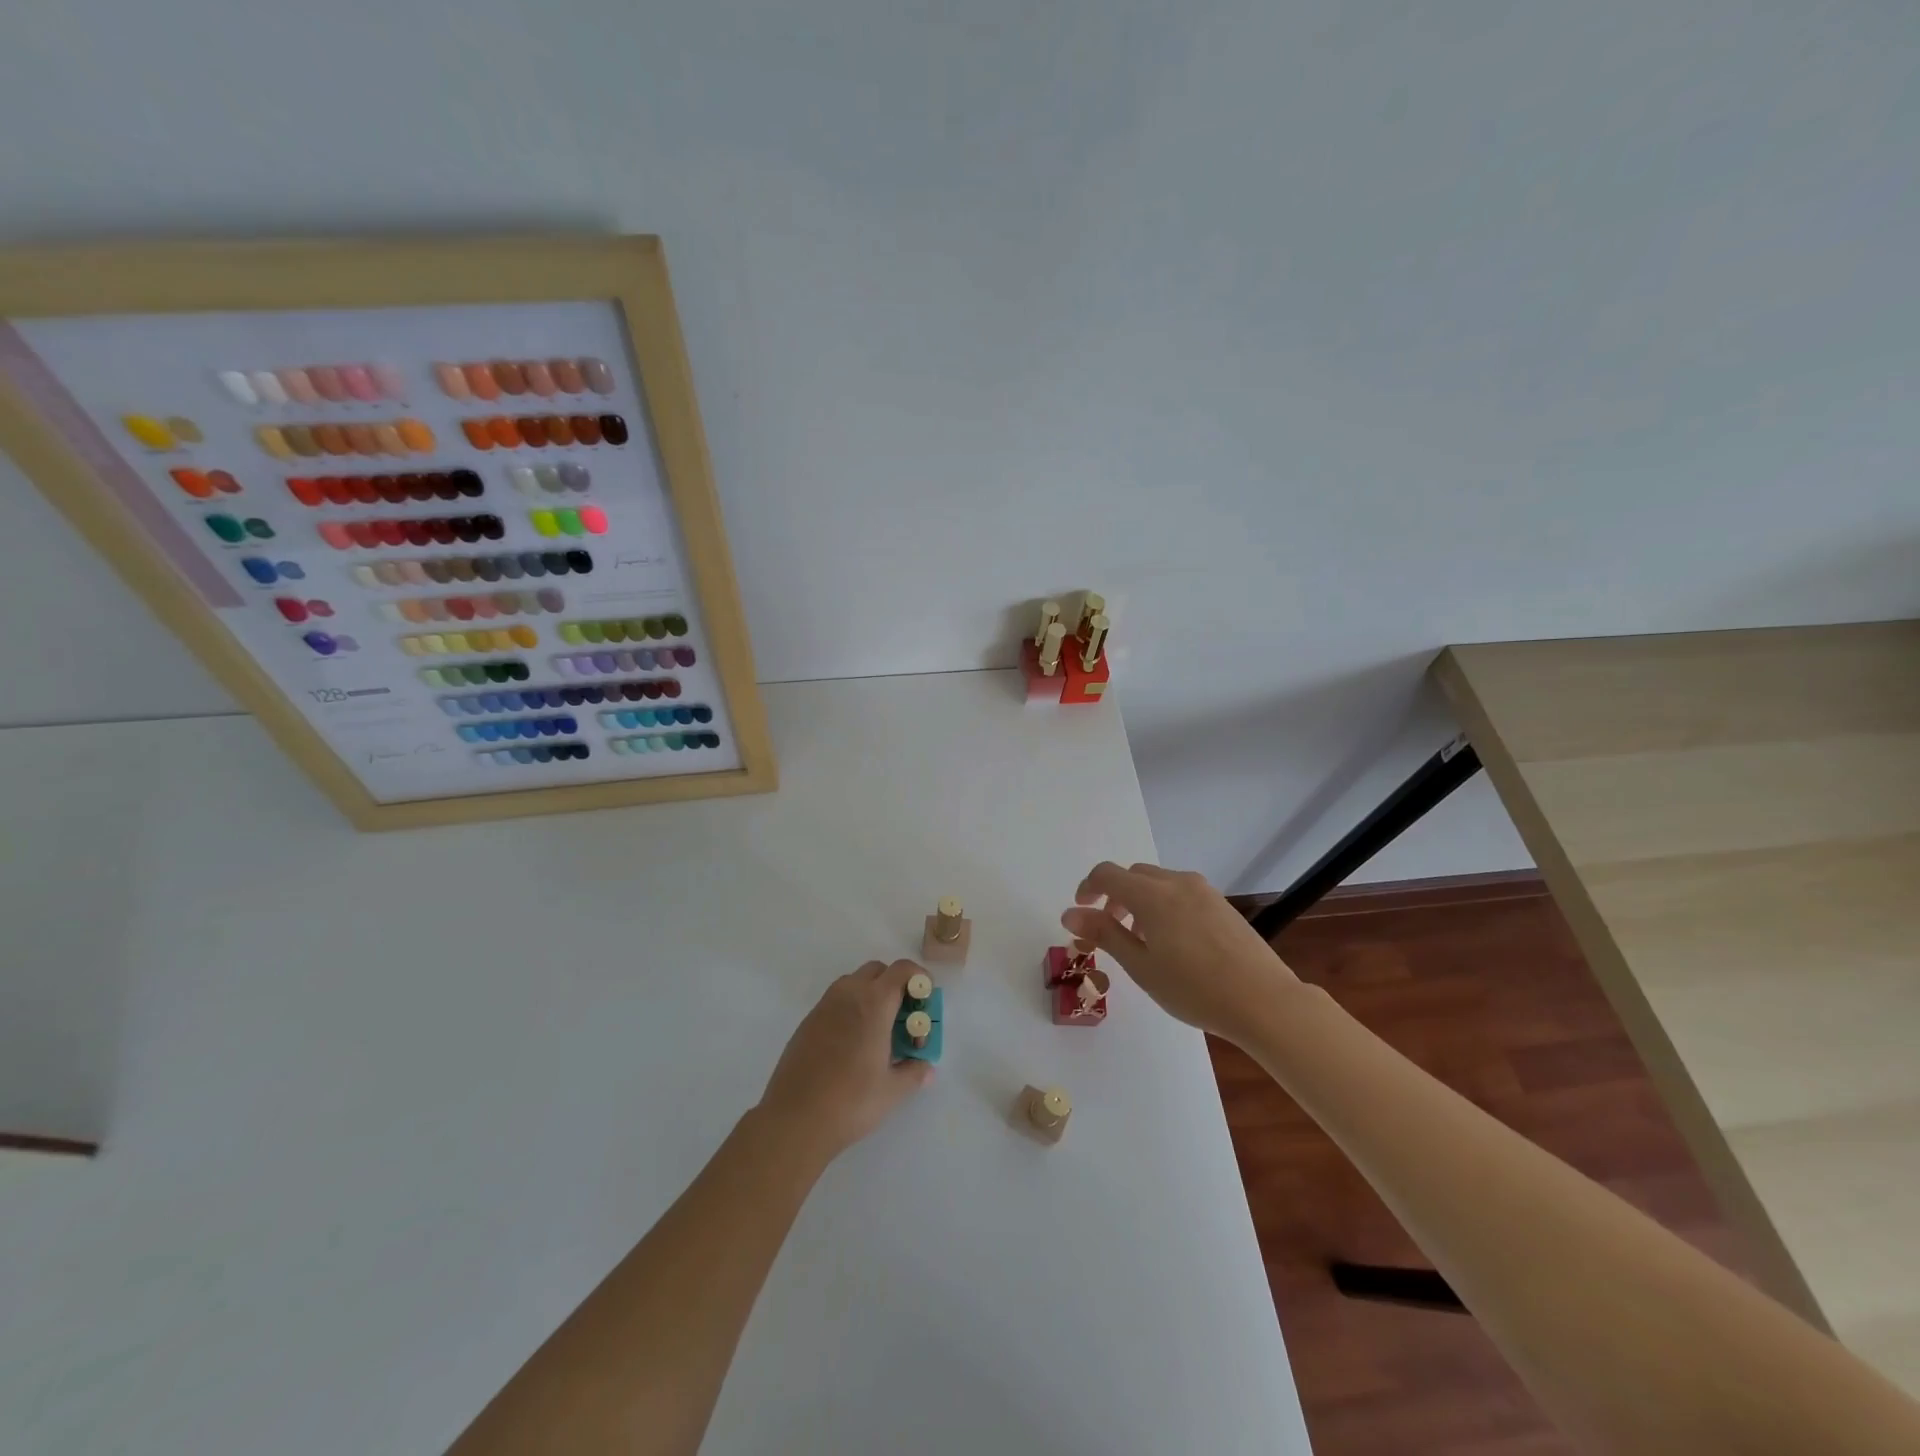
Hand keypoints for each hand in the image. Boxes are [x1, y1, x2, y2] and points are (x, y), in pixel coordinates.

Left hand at [756, 959, 934, 1164]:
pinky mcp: (807, 1022)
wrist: (794, 1119)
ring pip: (853, 982)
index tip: (925, 999)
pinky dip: (850, 1008)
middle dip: (895, 985)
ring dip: (871, 994)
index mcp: (874, 1003)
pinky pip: (835, 1001)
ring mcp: (824, 1006)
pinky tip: (852, 1043)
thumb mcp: (893, 1090)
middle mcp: (848, 994)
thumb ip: (914, 1072)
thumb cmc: (851, 1101)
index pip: (902, 970)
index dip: (919, 978)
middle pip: (877, 970)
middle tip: (903, 1017)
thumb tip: (926, 1068)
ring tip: (878, 1031)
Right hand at [1062, 862, 1299, 1040]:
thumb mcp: (1141, 966)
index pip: (1107, 874)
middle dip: (1114, 896)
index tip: (1081, 912)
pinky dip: (1164, 905)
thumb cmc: (1194, 988)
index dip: (1087, 888)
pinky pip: (1181, 892)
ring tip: (1142, 940)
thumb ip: (1104, 934)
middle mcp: (1176, 882)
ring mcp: (1203, 891)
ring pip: (1158, 882)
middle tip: (1110, 930)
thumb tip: (1070, 913)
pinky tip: (1174, 942)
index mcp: (1152, 895)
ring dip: (1140, 900)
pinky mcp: (1222, 904)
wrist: (1264, 1001)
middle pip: (1133, 875)